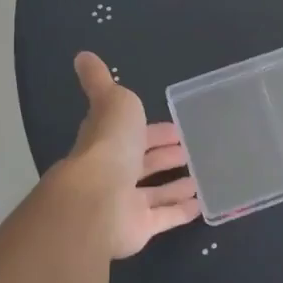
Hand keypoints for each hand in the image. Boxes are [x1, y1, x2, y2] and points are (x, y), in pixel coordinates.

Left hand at [67, 52, 201, 257]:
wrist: (98, 199)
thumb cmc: (110, 144)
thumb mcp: (112, 100)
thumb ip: (99, 81)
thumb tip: (81, 55)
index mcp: (110, 140)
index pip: (135, 133)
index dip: (155, 131)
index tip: (177, 128)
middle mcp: (115, 171)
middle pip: (144, 162)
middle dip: (166, 155)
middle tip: (192, 151)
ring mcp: (126, 201)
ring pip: (154, 192)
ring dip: (175, 184)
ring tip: (200, 177)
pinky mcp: (140, 227)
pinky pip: (164, 217)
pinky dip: (181, 211)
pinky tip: (202, 204)